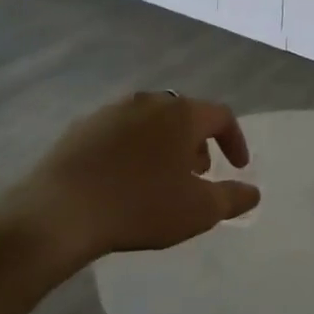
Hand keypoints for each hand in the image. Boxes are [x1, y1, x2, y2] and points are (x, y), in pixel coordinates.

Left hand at [0, 92, 259, 265]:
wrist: (59, 211)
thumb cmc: (140, 206)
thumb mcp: (197, 211)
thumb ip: (232, 198)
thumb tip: (253, 192)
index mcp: (182, 114)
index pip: (221, 115)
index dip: (235, 140)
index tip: (237, 167)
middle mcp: (150, 101)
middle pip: (184, 114)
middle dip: (197, 141)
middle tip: (198, 172)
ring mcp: (112, 111)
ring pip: (150, 120)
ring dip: (164, 143)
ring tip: (161, 176)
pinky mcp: (81, 127)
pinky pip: (119, 132)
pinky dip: (131, 148)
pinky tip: (123, 178)